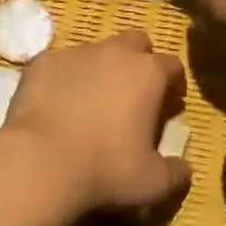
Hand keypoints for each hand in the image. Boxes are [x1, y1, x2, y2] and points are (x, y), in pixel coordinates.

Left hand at [2, 31, 189, 215]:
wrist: (40, 162)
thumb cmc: (105, 169)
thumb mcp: (152, 183)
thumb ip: (175, 173)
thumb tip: (185, 169)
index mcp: (148, 73)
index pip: (172, 65)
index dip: (174, 83)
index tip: (171, 103)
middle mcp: (115, 51)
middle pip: (137, 42)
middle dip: (140, 60)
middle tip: (134, 92)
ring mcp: (76, 52)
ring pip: (96, 50)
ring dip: (100, 68)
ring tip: (91, 101)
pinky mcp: (43, 61)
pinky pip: (61, 64)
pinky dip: (64, 78)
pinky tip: (57, 104)